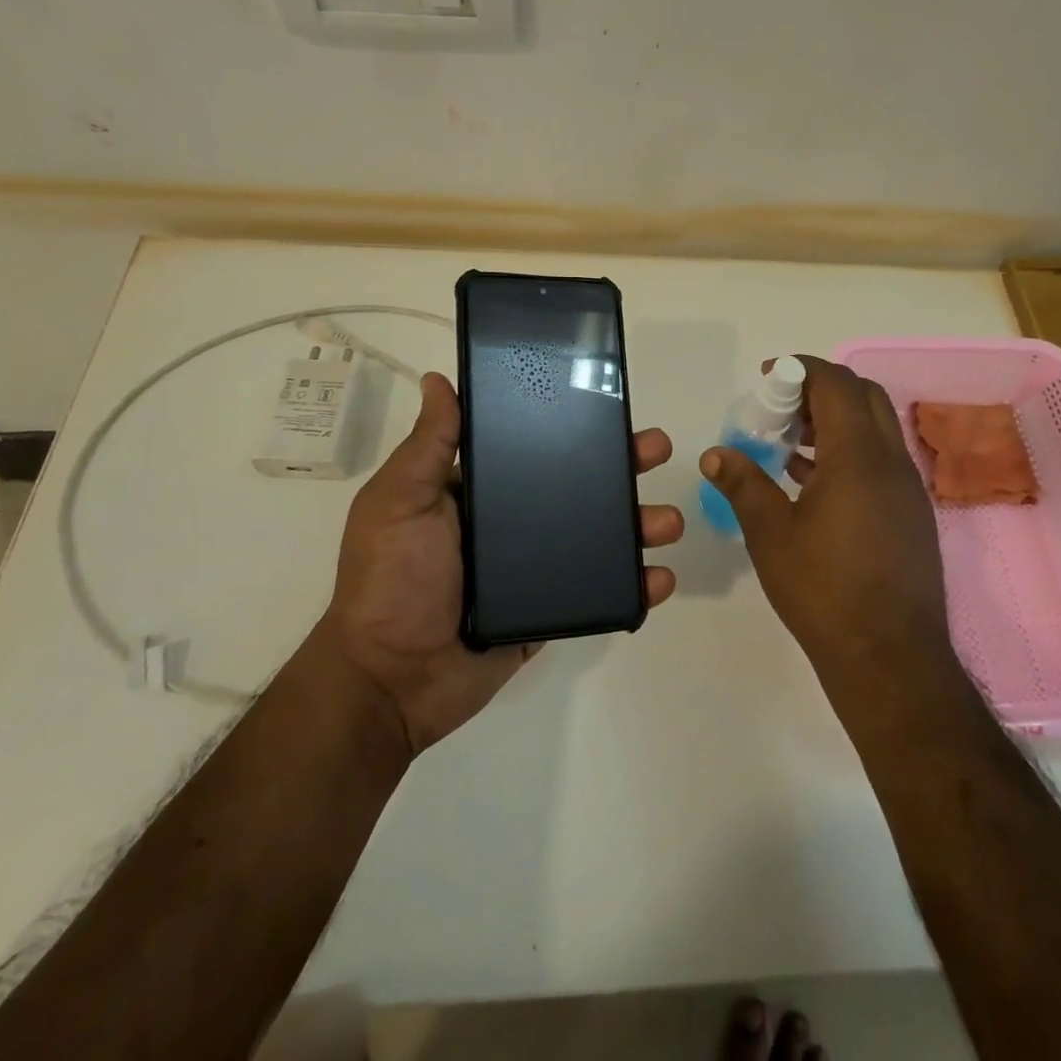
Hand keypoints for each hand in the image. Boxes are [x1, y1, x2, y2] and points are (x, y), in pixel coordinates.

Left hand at [310, 372, 681, 756]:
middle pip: (580, 486)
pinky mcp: (552, 609)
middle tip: (658, 450)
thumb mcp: (400, 501)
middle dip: (623, 467)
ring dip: (640, 525)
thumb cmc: (392, 580)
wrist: (392, 681)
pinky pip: (601, 591)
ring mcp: (537, 568)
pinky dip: (635, 586)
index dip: (574, 426)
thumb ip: (428, 445)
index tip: (609, 403)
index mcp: (481, 490)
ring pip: (600, 536)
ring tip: (669, 522)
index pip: (536, 446)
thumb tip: (439, 379)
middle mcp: (513, 522)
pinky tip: (661, 578)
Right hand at [701, 356, 952, 695]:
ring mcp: (907, 489)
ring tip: (789, 440)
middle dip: (820, 388)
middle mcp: (891, 462)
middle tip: (780, 406)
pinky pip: (880, 460)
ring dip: (836, 420)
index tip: (767, 376)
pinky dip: (849, 451)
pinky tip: (812, 480)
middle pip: (862, 396)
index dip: (800, 369)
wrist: (890, 658)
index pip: (836, 384)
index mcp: (859, 457)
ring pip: (875, 428)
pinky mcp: (911, 514)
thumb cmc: (824, 590)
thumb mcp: (771, 535)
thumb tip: (715, 454)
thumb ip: (743, 484)